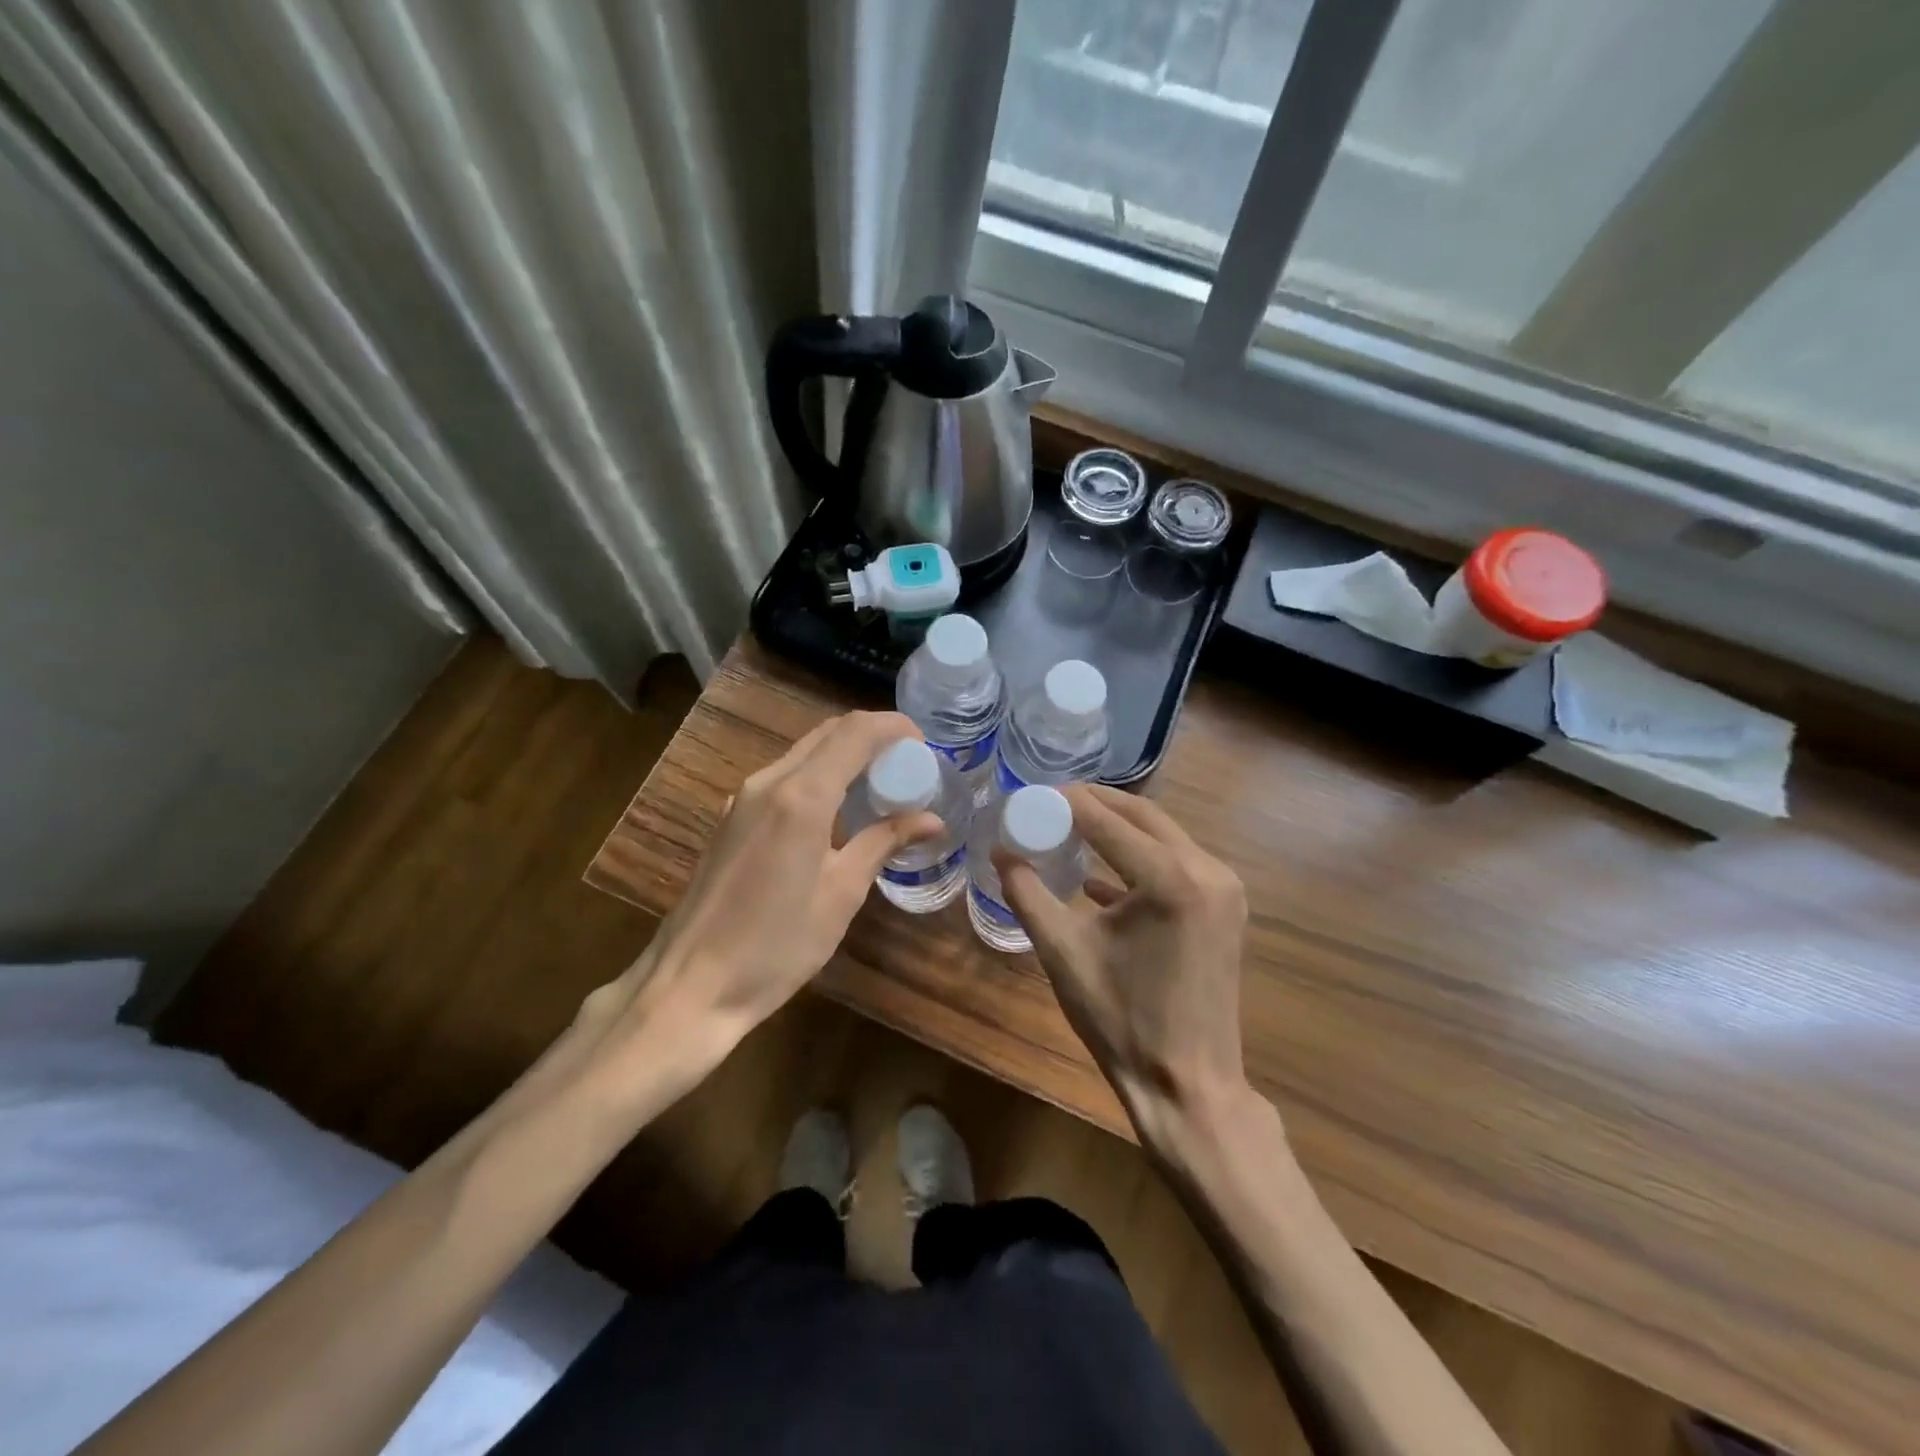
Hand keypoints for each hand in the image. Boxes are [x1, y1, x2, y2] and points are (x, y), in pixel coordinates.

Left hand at [581, 711, 940, 1085]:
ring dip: (845, 755)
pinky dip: (819, 775)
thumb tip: (931, 819)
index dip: (894, 727)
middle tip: (908, 765)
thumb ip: (883, 843)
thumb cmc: (776, 945)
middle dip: (872, 737)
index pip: (855, 732)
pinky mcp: (732, 818)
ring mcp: (743, 798)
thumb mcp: (841, 894)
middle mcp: (768, 782)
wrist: (691, 984)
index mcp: (801, 797)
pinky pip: (784, 776)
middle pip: (828, 733)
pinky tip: (838, 809)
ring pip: (804, 753)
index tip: (924, 744)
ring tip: (880, 786)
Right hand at [999, 784, 1250, 1144]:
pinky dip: (1139, 860)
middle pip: (1142, 815)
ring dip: (1117, 828)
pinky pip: (1177, 863)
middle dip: (1092, 805)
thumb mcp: (1062, 952)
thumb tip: (1001, 852)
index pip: (1105, 818)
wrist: (1188, 1086)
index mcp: (1170, 877)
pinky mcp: (1227, 908)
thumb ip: (1027, 893)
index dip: (1063, 802)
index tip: (1028, 796)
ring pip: (1162, 835)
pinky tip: (1099, 878)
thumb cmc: (1121, 1021)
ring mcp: (1225, 888)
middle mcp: (1207, 869)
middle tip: (1047, 805)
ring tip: (1067, 829)